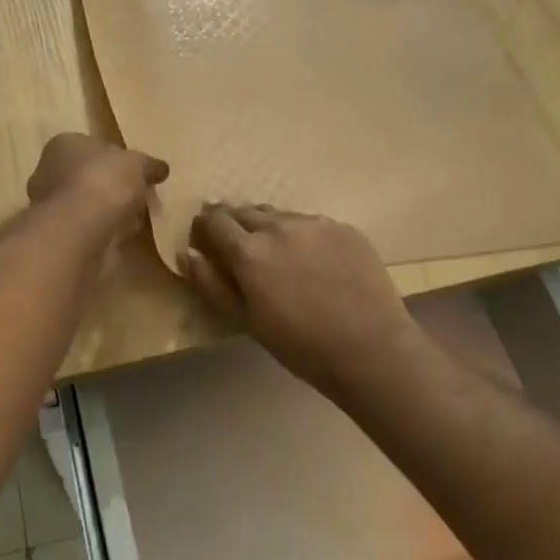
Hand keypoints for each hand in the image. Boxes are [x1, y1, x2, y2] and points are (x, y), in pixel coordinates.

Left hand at [27, 134, 168, 239]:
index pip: (90, 146)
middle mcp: (49, 173)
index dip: (115, 158)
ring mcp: (52, 208)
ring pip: (88, 206)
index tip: (135, 171)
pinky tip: (124, 236)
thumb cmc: (103, 182)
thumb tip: (161, 168)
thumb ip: (149, 165)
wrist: (80, 232)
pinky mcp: (60, 237)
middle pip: (88, 177)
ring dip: (109, 212)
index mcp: (63, 145)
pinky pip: (90, 229)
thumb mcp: (138, 164)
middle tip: (138, 195)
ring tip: (136, 219)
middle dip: (112, 187)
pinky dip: (105, 232)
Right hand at [181, 204, 423, 395]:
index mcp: (248, 250)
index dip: (205, 225)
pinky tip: (313, 261)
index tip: (205, 236)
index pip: (215, 220)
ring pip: (279, 215)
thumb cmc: (300, 345)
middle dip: (235, 223)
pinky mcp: (344, 227)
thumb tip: (189, 254)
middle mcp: (278, 226)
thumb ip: (212, 284)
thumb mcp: (246, 321)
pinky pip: (311, 223)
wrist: (371, 349)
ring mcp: (314, 223)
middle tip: (239, 245)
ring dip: (268, 227)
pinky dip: (301, 235)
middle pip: (245, 211)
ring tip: (278, 254)